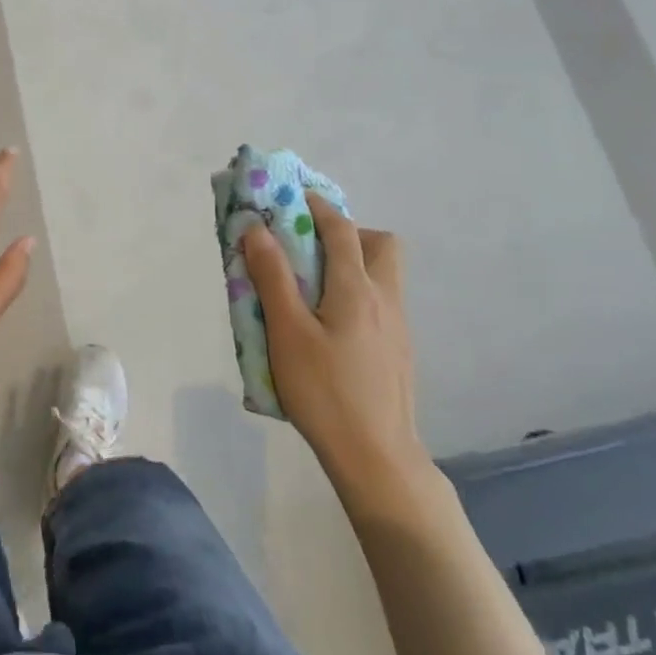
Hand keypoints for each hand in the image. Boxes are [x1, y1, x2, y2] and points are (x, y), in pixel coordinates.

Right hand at [242, 193, 428, 481]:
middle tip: (311, 249)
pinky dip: (357, 293)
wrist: (377, 458)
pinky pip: (381, 302)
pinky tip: (330, 327)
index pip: (341, 229)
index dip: (316, 206)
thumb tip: (257, 229)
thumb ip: (272, 277)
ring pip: (384, 274)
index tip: (291, 197)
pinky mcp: (399, 350)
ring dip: (353, 263)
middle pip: (380, 244)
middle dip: (347, 233)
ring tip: (313, 288)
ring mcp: (398, 326)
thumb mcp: (287, 332)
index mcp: (357, 288)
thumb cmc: (325, 392)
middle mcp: (386, 298)